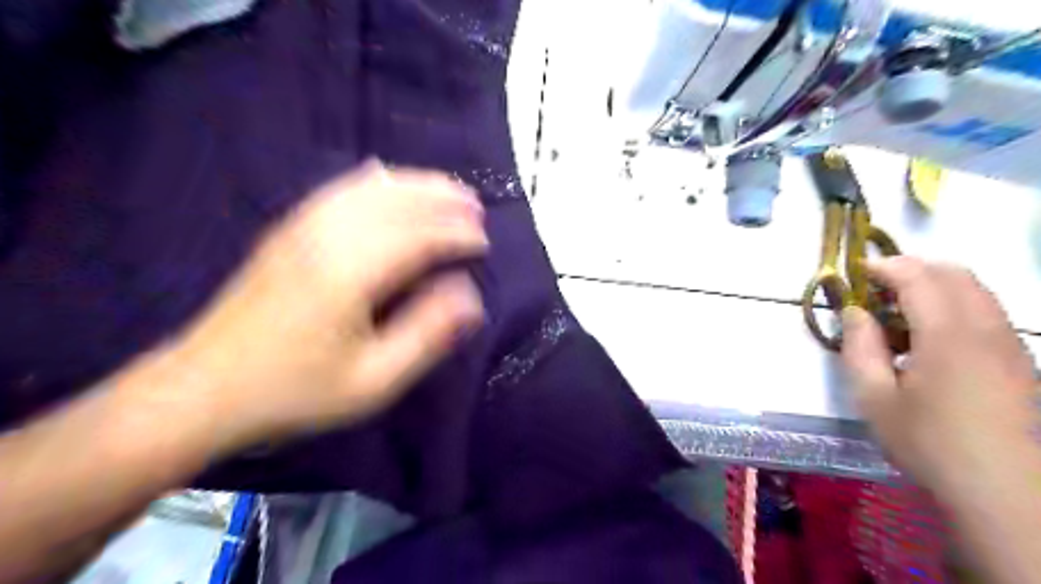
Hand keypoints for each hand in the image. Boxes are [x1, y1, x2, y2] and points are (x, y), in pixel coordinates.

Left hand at [158, 162, 488, 452]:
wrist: (204, 389)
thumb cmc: (296, 391)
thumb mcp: (374, 380)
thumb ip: (427, 334)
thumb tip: (469, 297)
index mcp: (351, 273)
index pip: (419, 236)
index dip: (457, 234)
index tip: (484, 243)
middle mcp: (327, 237)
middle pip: (397, 201)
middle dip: (443, 199)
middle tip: (476, 208)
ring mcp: (302, 227)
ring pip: (369, 188)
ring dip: (414, 184)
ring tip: (447, 188)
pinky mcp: (287, 230)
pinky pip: (338, 190)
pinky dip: (372, 181)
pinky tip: (385, 177)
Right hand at [840, 258, 1035, 490]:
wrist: (1006, 492)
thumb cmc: (928, 443)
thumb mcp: (874, 397)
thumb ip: (859, 347)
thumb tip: (854, 311)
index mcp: (948, 335)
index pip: (918, 277)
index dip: (885, 267)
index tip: (857, 272)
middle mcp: (986, 328)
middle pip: (954, 274)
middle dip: (913, 269)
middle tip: (878, 288)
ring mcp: (1009, 344)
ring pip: (976, 290)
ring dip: (936, 285)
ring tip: (900, 311)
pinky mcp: (1019, 361)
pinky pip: (987, 312)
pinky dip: (955, 304)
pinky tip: (931, 336)